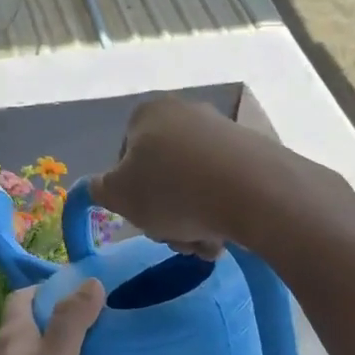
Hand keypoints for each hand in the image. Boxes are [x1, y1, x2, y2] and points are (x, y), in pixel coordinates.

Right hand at [90, 95, 298, 256]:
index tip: (143, 217)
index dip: (130, 194)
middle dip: (166, 213)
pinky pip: (224, 186)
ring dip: (192, 220)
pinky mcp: (253, 152)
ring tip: (204, 242)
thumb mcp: (119, 196)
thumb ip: (100, 190)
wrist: (253, 191)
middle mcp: (185, 112)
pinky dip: (220, 211)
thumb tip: (100, 186)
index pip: (125, 158)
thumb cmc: (173, 190)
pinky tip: (226, 235)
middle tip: (175, 236)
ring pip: (193, 186)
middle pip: (162, 174)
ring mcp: (222, 131)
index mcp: (148, 113)